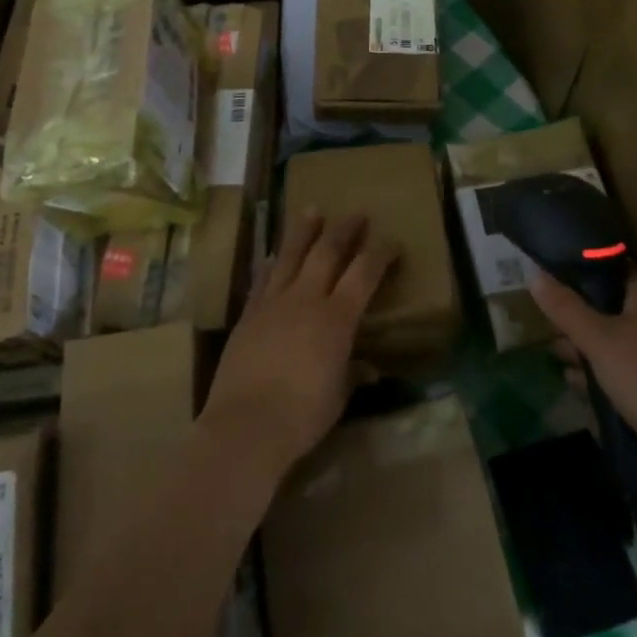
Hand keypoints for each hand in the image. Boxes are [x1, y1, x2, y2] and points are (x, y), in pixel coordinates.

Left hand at [201, 212, 398, 482]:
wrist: (244, 426)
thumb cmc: (302, 416)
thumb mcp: (338, 396)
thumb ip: (351, 373)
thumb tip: (363, 367)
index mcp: (337, 318)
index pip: (364, 274)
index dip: (380, 254)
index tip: (392, 243)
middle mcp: (306, 299)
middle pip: (327, 252)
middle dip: (344, 230)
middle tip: (356, 214)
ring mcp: (273, 303)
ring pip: (290, 254)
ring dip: (304, 231)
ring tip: (312, 210)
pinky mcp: (249, 314)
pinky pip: (263, 278)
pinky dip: (272, 262)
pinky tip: (274, 254)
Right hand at [531, 268, 636, 484]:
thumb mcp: (597, 340)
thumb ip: (565, 307)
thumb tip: (534, 273)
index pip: (610, 268)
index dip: (577, 274)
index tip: (549, 286)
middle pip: (613, 305)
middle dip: (579, 318)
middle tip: (550, 330)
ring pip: (622, 337)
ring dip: (590, 347)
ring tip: (558, 358)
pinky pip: (633, 363)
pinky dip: (609, 369)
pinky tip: (581, 384)